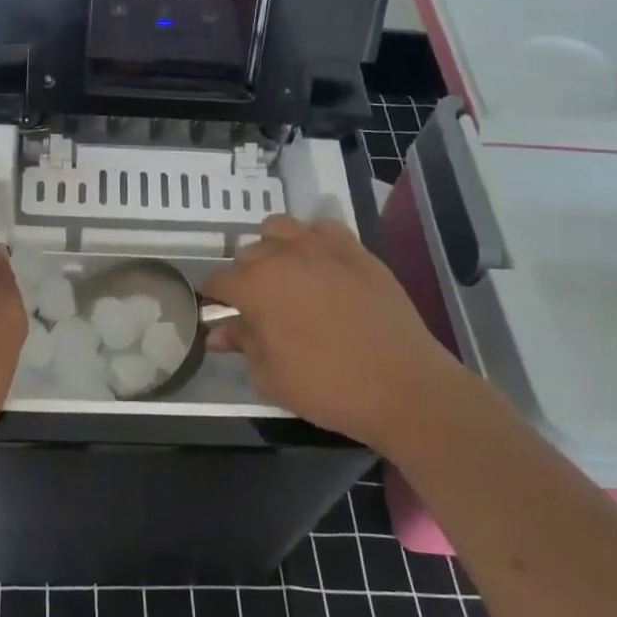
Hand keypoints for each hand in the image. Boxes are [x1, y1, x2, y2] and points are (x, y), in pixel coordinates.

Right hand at [203, 214, 459, 447]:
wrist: (403, 387)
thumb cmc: (327, 387)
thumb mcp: (271, 375)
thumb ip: (242, 345)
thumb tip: (219, 332)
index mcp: (256, 287)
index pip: (219, 281)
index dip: (213, 297)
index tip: (215, 311)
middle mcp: (284, 257)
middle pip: (248, 254)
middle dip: (244, 276)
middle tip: (255, 306)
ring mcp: (323, 249)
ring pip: (281, 228)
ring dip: (273, 248)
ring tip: (284, 276)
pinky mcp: (357, 252)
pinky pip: (324, 229)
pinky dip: (313, 240)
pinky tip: (320, 266)